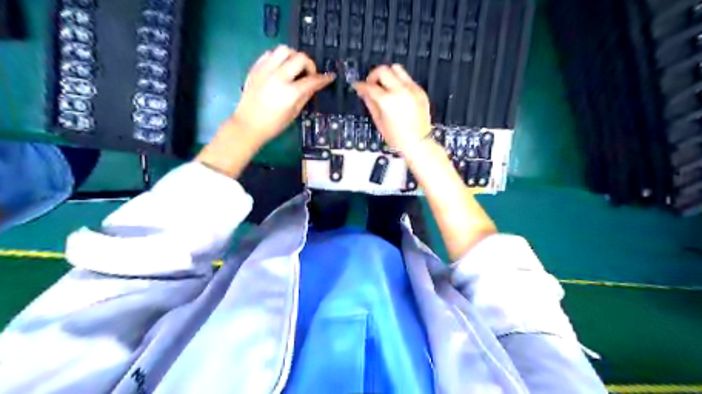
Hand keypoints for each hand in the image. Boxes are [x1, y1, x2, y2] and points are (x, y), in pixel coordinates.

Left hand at [194, 45, 331, 177]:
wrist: (248, 125)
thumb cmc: (273, 125)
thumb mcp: (294, 112)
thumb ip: (305, 96)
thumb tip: (314, 85)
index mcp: (290, 93)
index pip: (312, 80)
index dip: (324, 78)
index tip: (330, 77)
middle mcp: (278, 77)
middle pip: (300, 58)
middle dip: (309, 64)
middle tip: (309, 74)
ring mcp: (265, 70)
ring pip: (284, 49)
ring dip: (293, 56)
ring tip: (294, 68)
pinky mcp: (256, 68)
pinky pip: (270, 53)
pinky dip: (279, 57)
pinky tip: (280, 68)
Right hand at [354, 65, 430, 154]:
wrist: (418, 143)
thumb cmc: (398, 138)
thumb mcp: (379, 121)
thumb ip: (370, 103)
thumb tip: (364, 93)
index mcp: (388, 101)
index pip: (370, 86)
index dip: (361, 85)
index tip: (358, 86)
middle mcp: (401, 91)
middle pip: (383, 70)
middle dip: (373, 76)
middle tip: (371, 84)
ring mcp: (412, 89)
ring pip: (397, 69)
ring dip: (387, 74)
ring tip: (384, 86)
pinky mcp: (420, 91)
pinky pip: (407, 79)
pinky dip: (399, 82)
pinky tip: (396, 94)